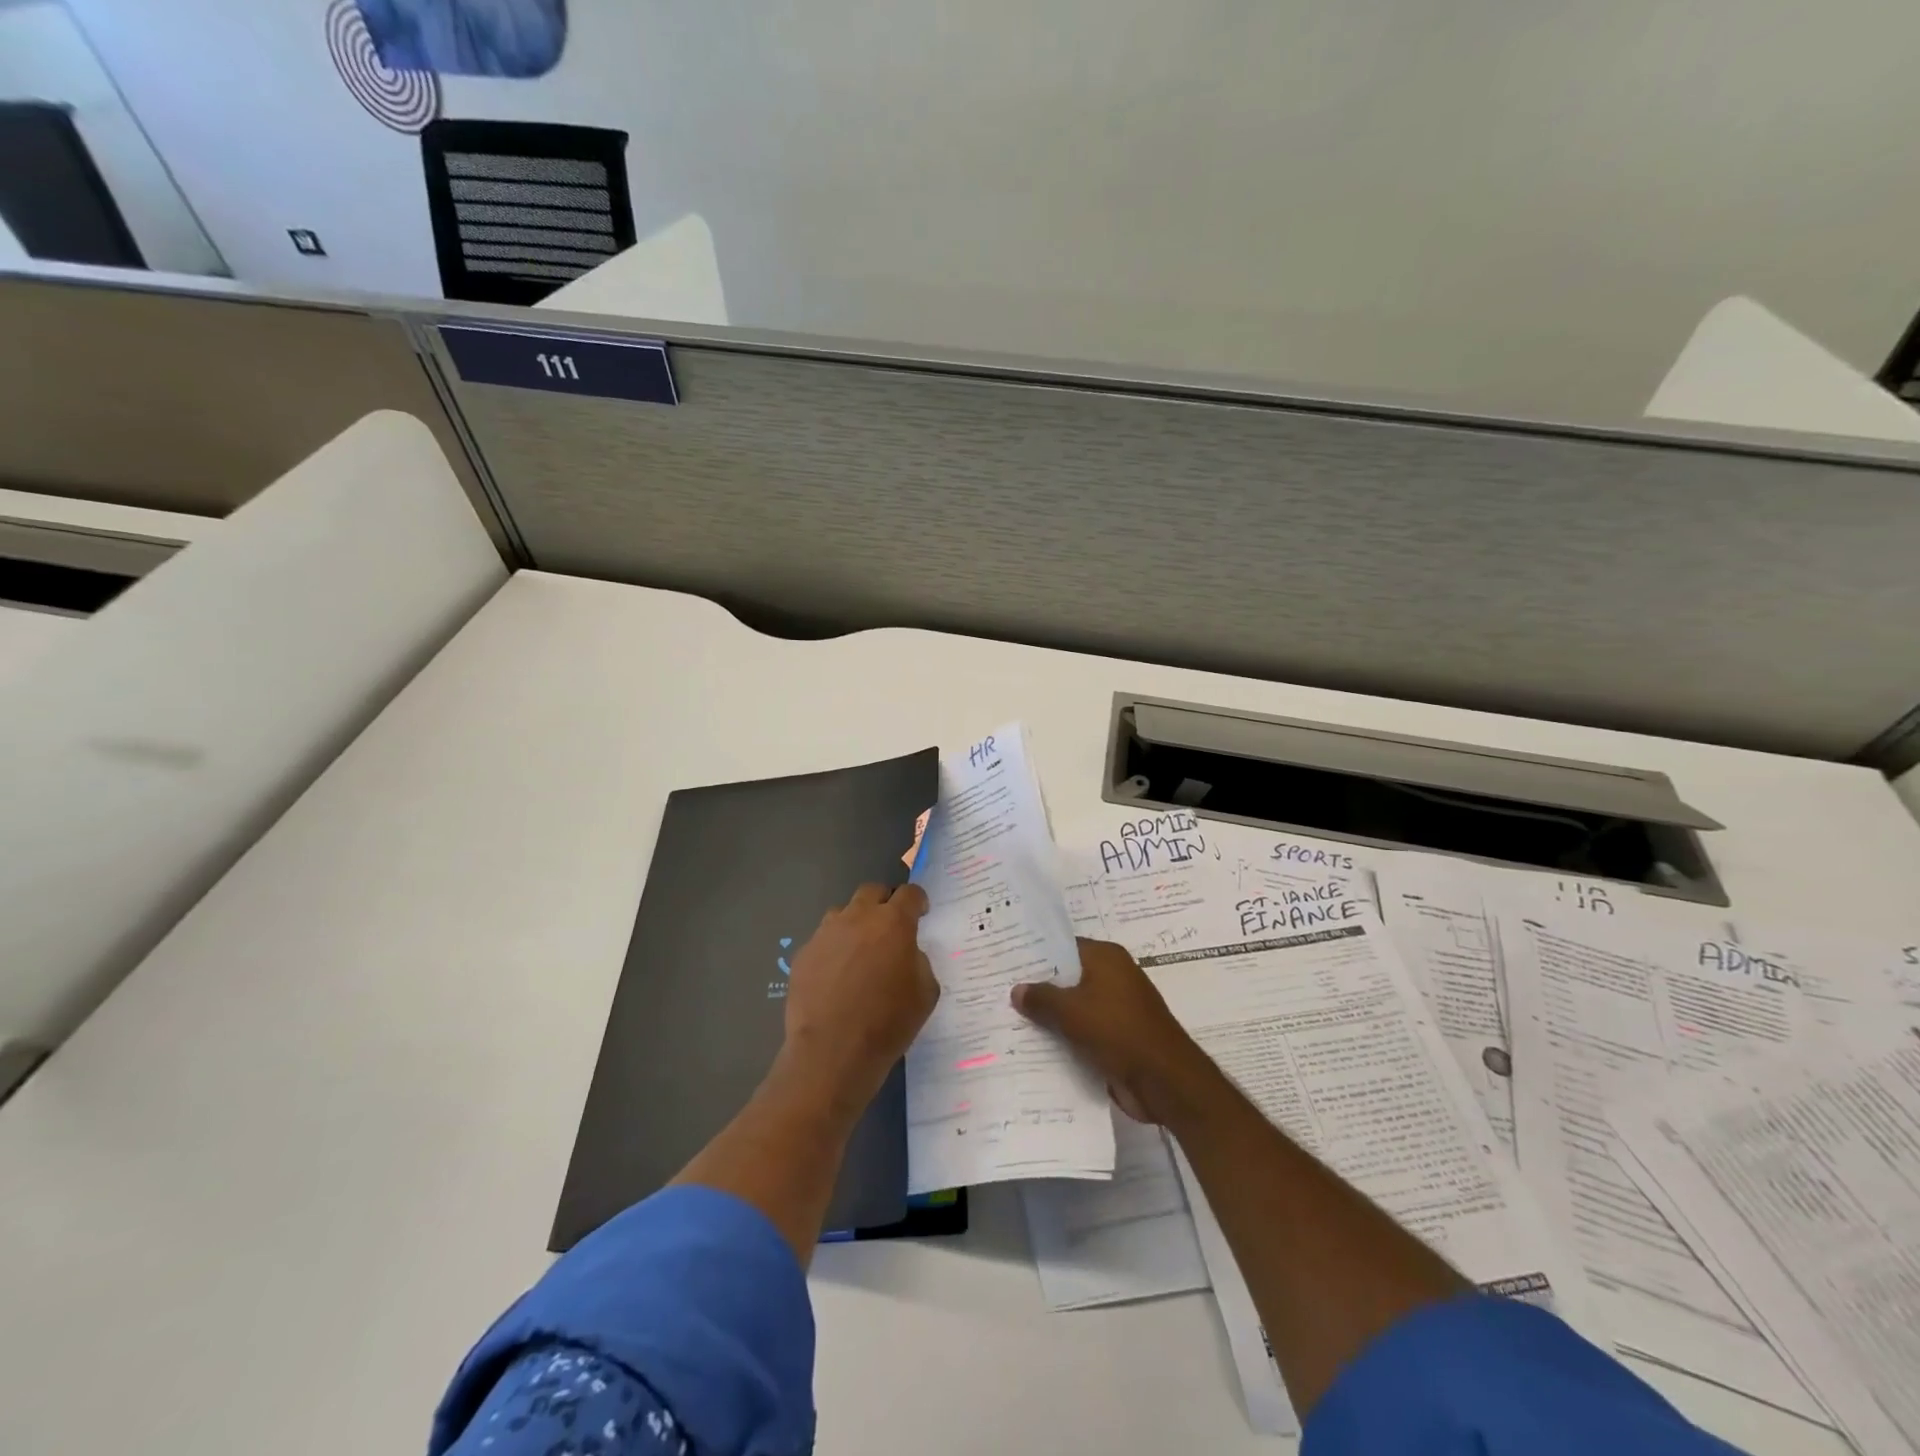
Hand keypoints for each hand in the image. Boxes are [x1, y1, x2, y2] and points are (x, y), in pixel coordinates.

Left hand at [779, 882, 939, 1116]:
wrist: (833, 1052)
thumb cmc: (888, 1023)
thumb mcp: (926, 992)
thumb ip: (919, 961)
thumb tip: (906, 952)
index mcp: (893, 922)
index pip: (910, 893)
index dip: (918, 902)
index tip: (921, 914)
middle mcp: (858, 917)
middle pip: (872, 891)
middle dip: (884, 903)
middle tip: (890, 927)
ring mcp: (826, 933)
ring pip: (843, 912)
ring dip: (855, 923)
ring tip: (859, 952)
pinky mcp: (804, 953)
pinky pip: (823, 940)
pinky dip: (833, 949)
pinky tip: (836, 976)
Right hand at [1011, 938, 1210, 1125]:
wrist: (1165, 1081)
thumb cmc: (1118, 1031)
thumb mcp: (1072, 1011)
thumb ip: (1042, 998)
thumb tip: (1016, 989)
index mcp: (1106, 958)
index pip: (1063, 946)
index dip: (1035, 954)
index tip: (1005, 961)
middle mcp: (1113, 977)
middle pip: (1067, 977)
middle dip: (1038, 986)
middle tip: (998, 989)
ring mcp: (1116, 1008)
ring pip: (1073, 1006)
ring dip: (1049, 1016)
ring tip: (1007, 1018)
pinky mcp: (1116, 1037)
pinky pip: (1082, 1030)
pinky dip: (1063, 1037)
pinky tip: (1033, 1045)